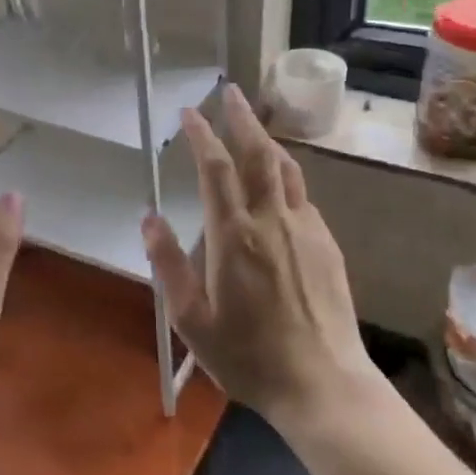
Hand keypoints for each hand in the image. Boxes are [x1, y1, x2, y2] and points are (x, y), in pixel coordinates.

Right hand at [141, 84, 379, 430]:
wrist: (323, 384)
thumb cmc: (249, 357)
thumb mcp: (192, 321)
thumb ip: (168, 266)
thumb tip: (148, 218)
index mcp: (234, 235)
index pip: (216, 167)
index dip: (202, 134)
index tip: (189, 111)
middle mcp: (271, 219)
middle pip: (257, 153)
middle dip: (241, 117)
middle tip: (230, 91)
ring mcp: (305, 228)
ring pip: (286, 167)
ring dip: (266, 139)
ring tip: (253, 124)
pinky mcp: (327, 243)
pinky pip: (303, 193)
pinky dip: (286, 172)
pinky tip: (279, 178)